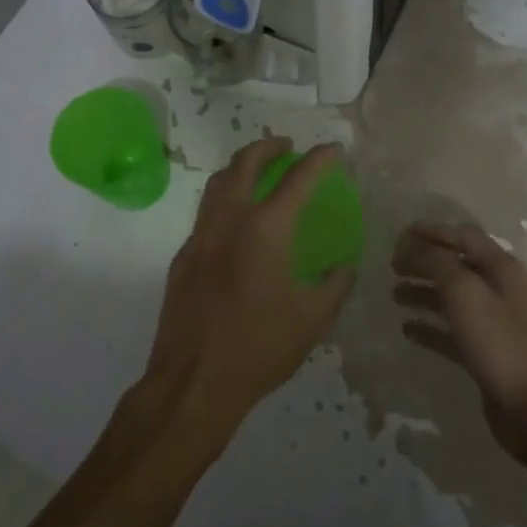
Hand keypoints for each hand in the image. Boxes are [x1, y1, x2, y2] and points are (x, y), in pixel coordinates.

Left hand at [143, 138, 355, 436]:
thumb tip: (343, 264)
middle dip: (267, 146)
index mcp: (265, 229)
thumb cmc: (260, 347)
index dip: (319, 159)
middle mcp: (229, 220)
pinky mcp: (183, 256)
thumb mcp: (314, 318)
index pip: (298, 179)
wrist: (194, 380)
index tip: (333, 149)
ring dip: (239, 167)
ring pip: (217, 183)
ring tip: (257, 171)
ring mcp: (199, 236)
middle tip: (286, 146)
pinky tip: (235, 223)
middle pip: (244, 163)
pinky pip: (204, 213)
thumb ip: (335, 283)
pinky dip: (223, 201)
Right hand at [392, 222, 526, 460]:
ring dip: (422, 292)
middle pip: (455, 266)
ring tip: (394, 295)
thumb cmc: (498, 340)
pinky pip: (451, 332)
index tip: (400, 235)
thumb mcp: (463, 290)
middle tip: (392, 267)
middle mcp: (499, 290)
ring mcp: (493, 323)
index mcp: (501, 268)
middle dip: (423, 262)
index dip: (432, 231)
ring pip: (451, 299)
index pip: (463, 236)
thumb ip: (436, 262)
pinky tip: (407, 329)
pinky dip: (429, 327)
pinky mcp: (484, 353)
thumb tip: (413, 247)